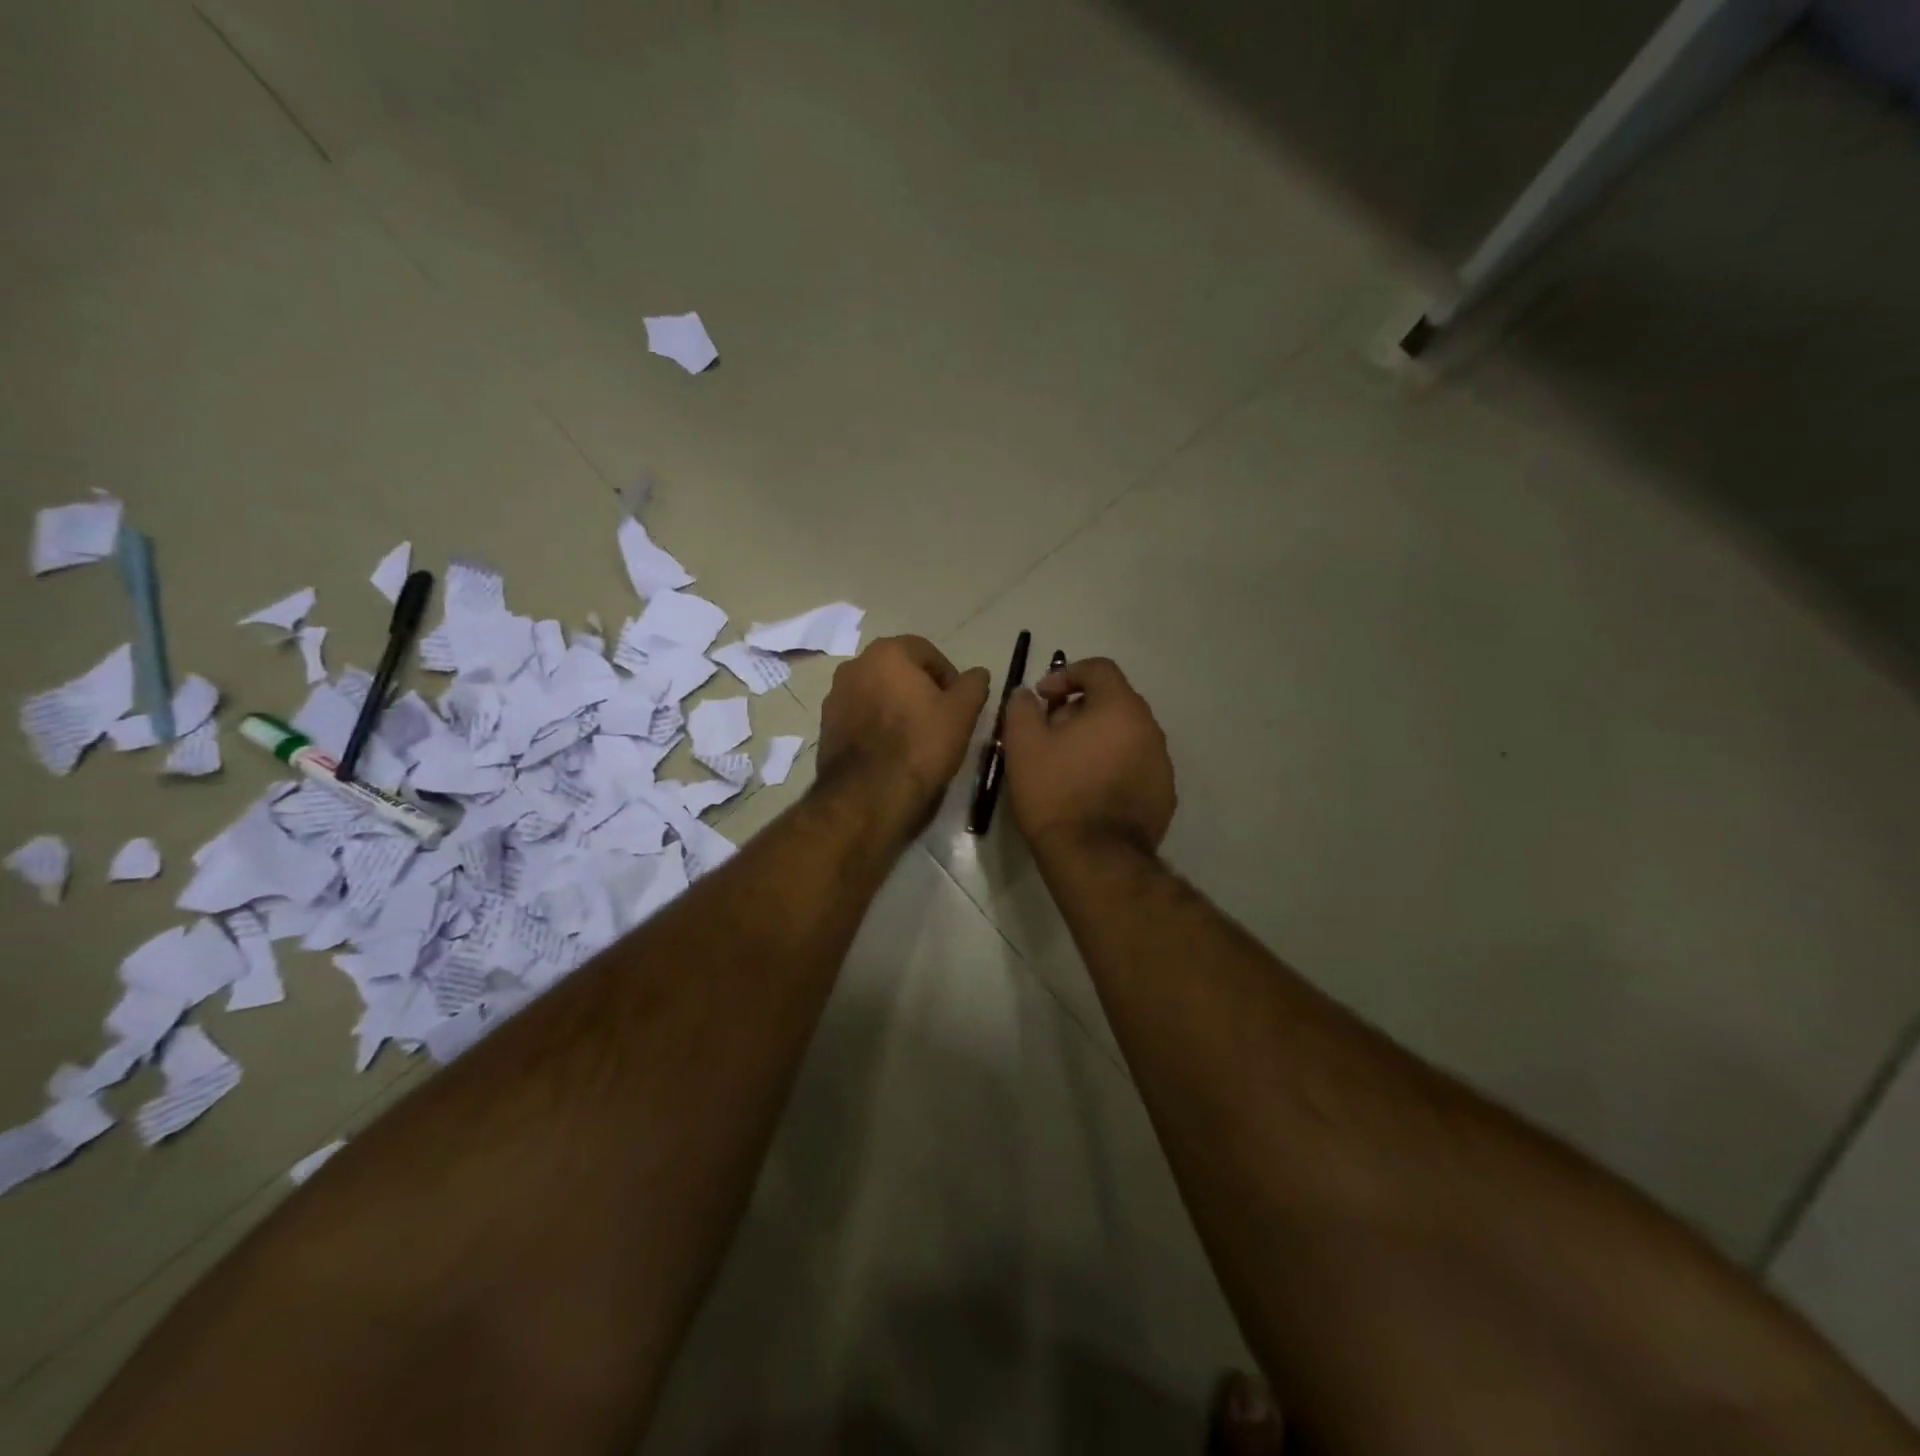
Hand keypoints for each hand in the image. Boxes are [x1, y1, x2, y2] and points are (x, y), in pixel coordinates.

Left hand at [818, 635, 990, 820]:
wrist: (868, 794)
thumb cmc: (920, 744)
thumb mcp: (962, 713)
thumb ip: (973, 685)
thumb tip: (977, 674)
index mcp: (887, 652)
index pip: (927, 652)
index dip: (948, 677)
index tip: (958, 705)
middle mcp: (854, 665)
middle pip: (898, 671)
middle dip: (920, 690)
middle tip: (940, 720)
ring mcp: (835, 695)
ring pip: (877, 693)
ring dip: (896, 707)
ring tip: (915, 738)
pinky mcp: (825, 726)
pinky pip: (860, 716)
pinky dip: (876, 725)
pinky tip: (890, 751)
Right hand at [1002, 657, 1174, 855]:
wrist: (1094, 857)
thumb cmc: (1056, 793)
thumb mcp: (1023, 745)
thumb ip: (1022, 708)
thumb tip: (1028, 695)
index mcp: (1120, 708)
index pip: (1099, 669)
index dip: (1066, 674)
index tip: (1042, 698)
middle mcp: (1150, 728)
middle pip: (1114, 702)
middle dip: (1079, 709)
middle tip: (1050, 733)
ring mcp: (1162, 763)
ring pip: (1125, 735)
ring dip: (1097, 739)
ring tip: (1068, 765)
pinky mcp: (1164, 794)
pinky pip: (1135, 766)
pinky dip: (1113, 766)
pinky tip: (1090, 791)